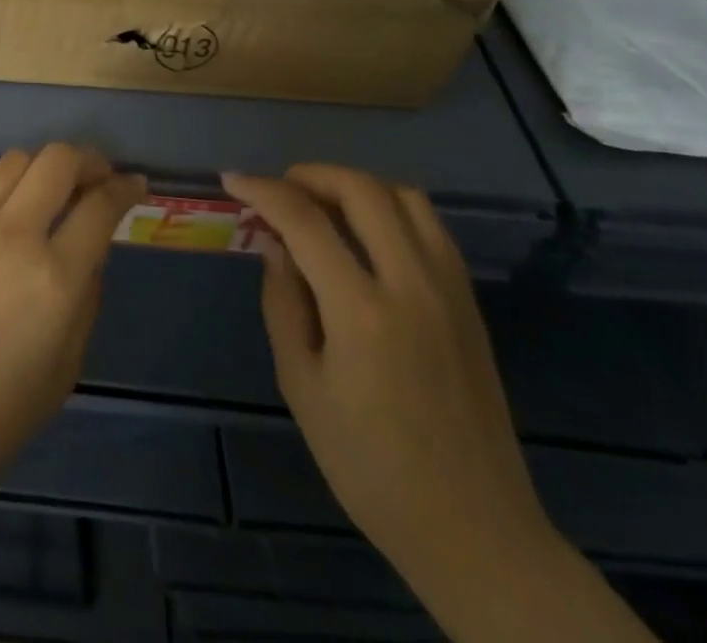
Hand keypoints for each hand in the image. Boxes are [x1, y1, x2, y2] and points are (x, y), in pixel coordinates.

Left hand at [0, 144, 145, 508]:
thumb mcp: (61, 373)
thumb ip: (84, 305)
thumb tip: (88, 258)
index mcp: (56, 278)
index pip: (100, 206)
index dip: (125, 188)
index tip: (135, 185)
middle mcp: (15, 234)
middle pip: (59, 160)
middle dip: (89, 159)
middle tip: (99, 176)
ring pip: (16, 159)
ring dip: (43, 164)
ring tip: (52, 186)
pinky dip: (0, 176)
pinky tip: (5, 196)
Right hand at [221, 165, 551, 585]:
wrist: (475, 532)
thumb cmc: (370, 465)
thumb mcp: (302, 386)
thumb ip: (284, 302)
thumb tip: (274, 245)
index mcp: (362, 311)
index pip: (304, 220)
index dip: (262, 190)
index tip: (231, 180)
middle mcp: (412, 285)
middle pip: (362, 190)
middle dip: (309, 174)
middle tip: (277, 190)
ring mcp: (450, 291)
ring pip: (405, 197)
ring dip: (355, 186)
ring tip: (320, 204)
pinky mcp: (469, 304)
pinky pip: (429, 227)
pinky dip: (390, 208)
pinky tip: (364, 234)